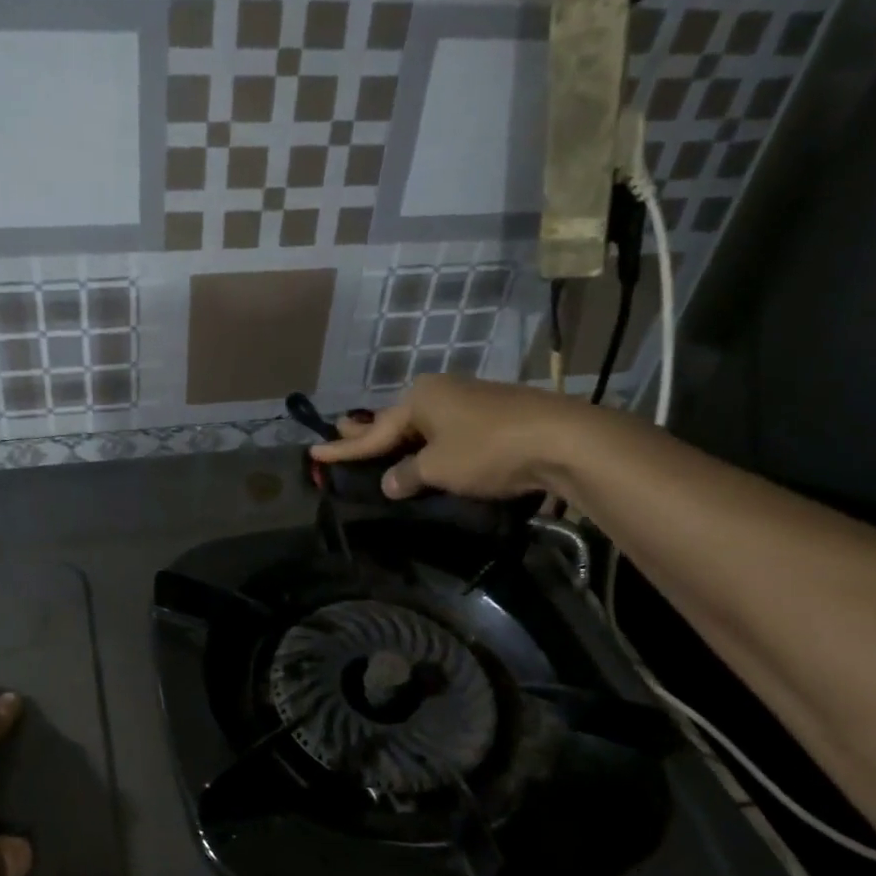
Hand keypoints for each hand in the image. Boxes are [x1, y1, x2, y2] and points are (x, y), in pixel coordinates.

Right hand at [310, 374, 602, 500]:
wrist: (561, 439)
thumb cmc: (487, 449)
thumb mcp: (438, 468)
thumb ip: (408, 475)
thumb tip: (391, 482)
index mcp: (420, 398)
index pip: (374, 432)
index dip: (344, 448)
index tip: (314, 453)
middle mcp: (441, 392)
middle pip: (396, 419)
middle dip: (369, 430)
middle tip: (341, 429)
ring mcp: (469, 401)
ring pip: (424, 424)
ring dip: (401, 437)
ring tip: (379, 443)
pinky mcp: (493, 415)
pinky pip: (447, 431)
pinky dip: (429, 443)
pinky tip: (427, 450)